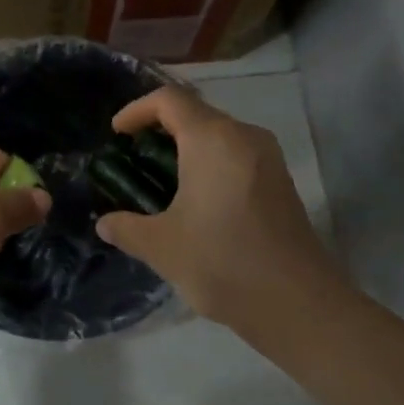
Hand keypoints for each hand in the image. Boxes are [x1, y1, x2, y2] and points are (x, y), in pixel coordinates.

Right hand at [94, 87, 332, 329]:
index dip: (137, 110)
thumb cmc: (222, 262)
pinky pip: (237, 156)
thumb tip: (105, 224)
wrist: (298, 304)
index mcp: (212, 139)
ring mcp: (268, 159)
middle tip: (134, 160)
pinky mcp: (280, 182)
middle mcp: (244, 137)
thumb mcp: (161, 247)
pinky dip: (209, 164)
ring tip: (161, 181)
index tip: (117, 135)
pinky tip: (196, 201)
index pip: (169, 100)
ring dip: (186, 148)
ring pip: (219, 135)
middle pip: (196, 113)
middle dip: (160, 129)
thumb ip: (126, 228)